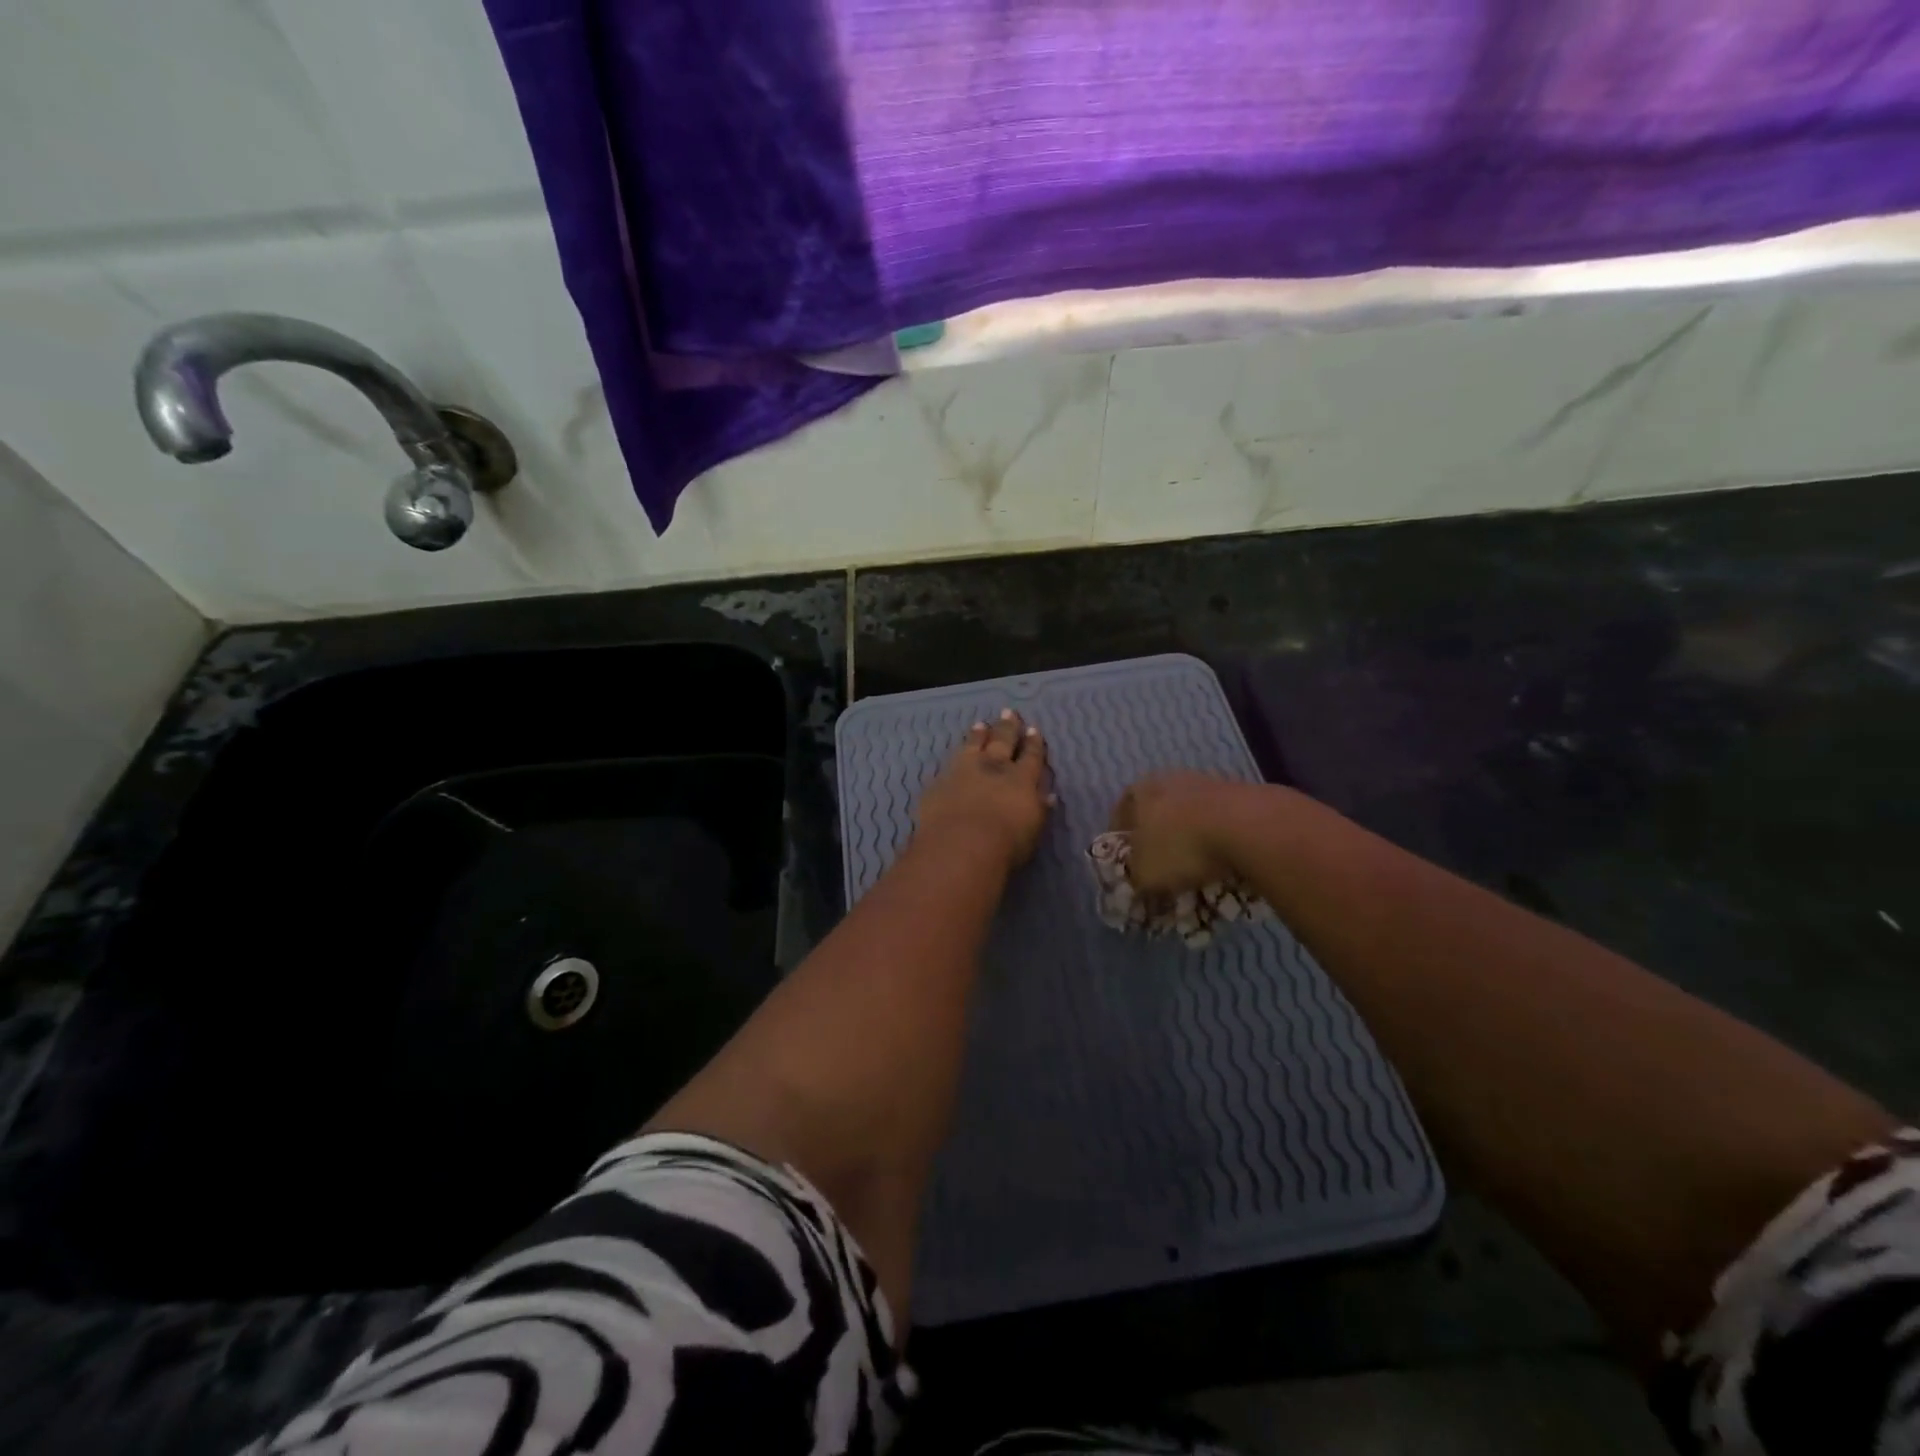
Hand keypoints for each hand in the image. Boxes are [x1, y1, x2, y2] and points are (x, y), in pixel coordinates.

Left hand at [916, 709, 1052, 867]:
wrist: (960, 846)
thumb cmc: (1006, 844)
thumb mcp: (1033, 829)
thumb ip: (1040, 809)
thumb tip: (1048, 795)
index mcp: (1022, 779)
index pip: (1031, 756)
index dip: (1033, 743)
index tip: (1033, 729)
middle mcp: (994, 768)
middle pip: (1002, 741)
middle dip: (1007, 727)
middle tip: (1009, 712)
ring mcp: (964, 771)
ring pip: (973, 745)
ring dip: (979, 734)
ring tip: (981, 724)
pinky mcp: (940, 782)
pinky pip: (950, 763)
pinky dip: (956, 755)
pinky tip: (955, 754)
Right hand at [1109, 772, 1254, 894]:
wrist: (1247, 826)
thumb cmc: (1181, 847)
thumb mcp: (1145, 875)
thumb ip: (1135, 878)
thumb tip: (1138, 881)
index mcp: (1139, 791)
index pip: (1120, 816)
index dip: (1122, 844)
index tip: (1128, 866)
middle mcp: (1169, 779)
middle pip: (1156, 812)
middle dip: (1158, 840)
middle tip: (1162, 867)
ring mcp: (1206, 782)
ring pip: (1189, 815)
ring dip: (1190, 838)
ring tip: (1196, 867)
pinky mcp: (1238, 791)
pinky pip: (1218, 820)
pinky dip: (1217, 838)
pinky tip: (1223, 859)